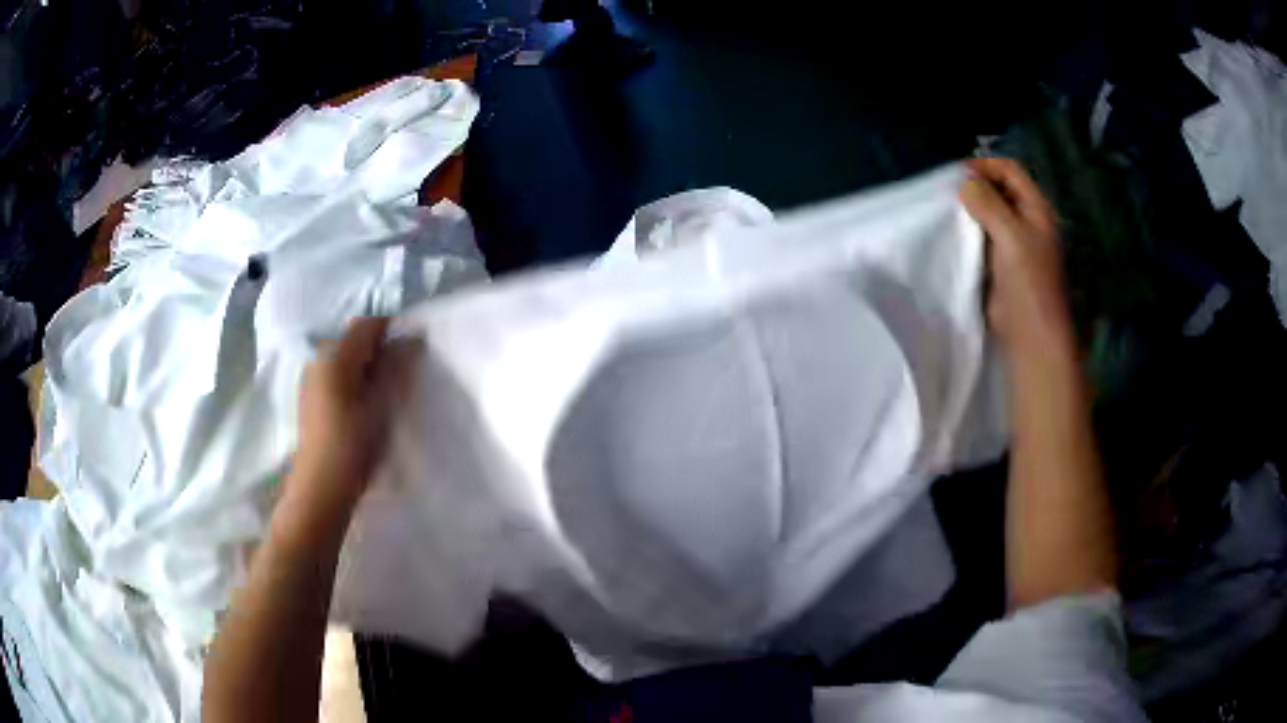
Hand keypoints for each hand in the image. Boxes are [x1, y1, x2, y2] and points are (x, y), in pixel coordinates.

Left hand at [290, 317, 410, 515]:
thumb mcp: (382, 404)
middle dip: (380, 348)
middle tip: (403, 372)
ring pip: (344, 358)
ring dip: (366, 365)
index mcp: (336, 355)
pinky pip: (335, 375)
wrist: (321, 487)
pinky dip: (353, 379)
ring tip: (386, 390)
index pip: (367, 324)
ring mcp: (311, 378)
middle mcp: (318, 358)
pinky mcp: (309, 398)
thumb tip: (412, 340)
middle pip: (354, 339)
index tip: (415, 347)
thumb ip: (396, 368)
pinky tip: (364, 404)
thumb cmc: (354, 444)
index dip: (393, 329)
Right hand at [960, 158, 1074, 361]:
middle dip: (974, 187)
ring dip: (970, 211)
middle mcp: (1027, 222)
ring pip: (989, 214)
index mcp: (1037, 210)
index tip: (956, 174)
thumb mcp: (1010, 235)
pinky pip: (983, 238)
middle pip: (999, 190)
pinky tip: (953, 237)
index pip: (1010, 170)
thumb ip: (988, 203)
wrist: (1031, 337)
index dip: (985, 166)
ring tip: (946, 213)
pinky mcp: (1001, 265)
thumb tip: (964, 182)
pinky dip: (969, 233)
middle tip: (948, 193)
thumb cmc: (1028, 284)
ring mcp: (1015, 244)